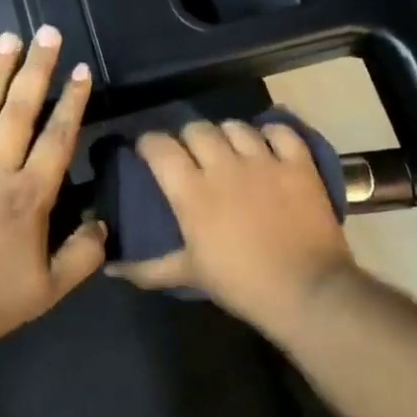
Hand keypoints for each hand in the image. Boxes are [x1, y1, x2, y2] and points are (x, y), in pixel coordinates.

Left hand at [0, 27, 104, 345]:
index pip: (57, 139)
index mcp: (29, 195)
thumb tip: (103, 225)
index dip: (72, 103)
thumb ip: (82, 256)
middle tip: (47, 33)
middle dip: (37, 71)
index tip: (82, 69)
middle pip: (20, 112)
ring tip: (6, 39)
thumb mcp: (48, 290)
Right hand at [109, 120, 356, 329]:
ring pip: (236, 126)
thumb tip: (110, 268)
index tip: (147, 152)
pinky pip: (280, 131)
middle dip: (187, 137)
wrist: (306, 290)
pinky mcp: (298, 162)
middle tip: (191, 155)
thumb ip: (147, 268)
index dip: (148, 143)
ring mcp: (264, 160)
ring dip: (226, 134)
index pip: (159, 147)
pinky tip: (267, 144)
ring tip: (229, 149)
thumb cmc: (241, 284)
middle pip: (196, 129)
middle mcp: (225, 166)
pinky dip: (271, 133)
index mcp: (193, 191)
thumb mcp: (189, 275)